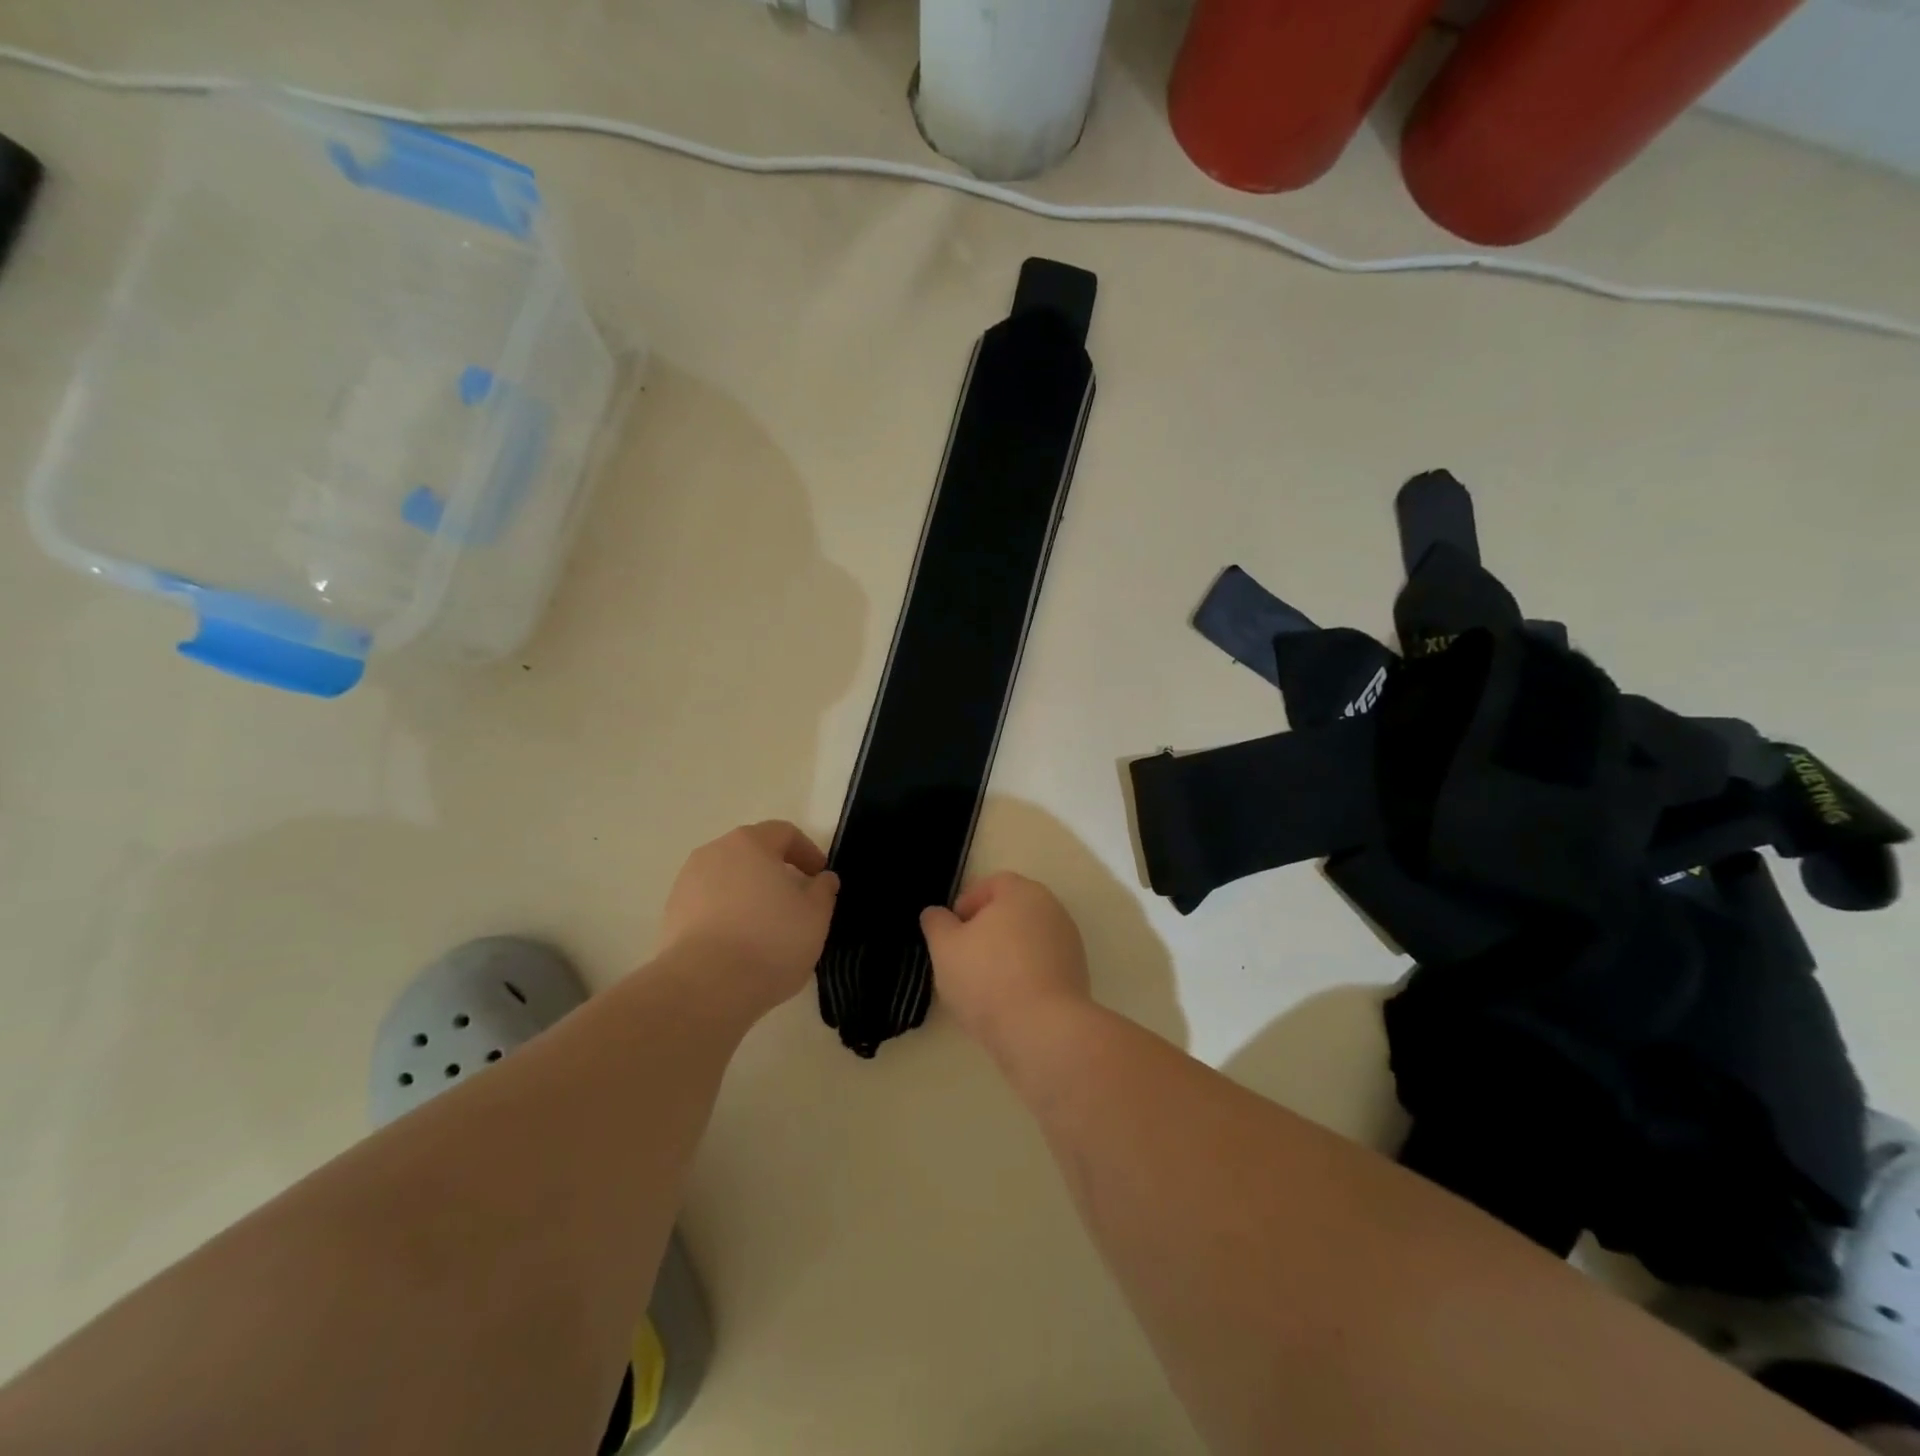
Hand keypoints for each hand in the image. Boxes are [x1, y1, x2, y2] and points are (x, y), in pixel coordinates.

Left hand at [658, 821, 838, 1012]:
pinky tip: (739, 944)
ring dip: (749, 894)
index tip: (821, 878)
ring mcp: (686, 884)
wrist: (704, 988)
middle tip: (796, 900)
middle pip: (752, 853)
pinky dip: (727, 915)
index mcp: (750, 843)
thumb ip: (823, 890)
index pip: (784, 833)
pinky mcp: (671, 916)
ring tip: (766, 926)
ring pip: (728, 880)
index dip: (808, 852)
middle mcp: (713, 853)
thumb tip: (822, 879)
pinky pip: (708, 905)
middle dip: (776, 872)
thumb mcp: (816, 916)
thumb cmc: (770, 941)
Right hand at [920, 872, 1091, 1047]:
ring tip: (983, 986)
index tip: (951, 933)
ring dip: (1005, 954)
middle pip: (1011, 912)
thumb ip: (937, 924)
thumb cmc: (988, 978)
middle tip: (963, 958)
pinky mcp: (1077, 975)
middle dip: (986, 930)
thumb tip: (937, 914)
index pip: (991, 885)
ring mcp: (1069, 943)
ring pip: (1027, 940)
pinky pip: (1042, 966)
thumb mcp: (945, 948)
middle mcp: (1052, 909)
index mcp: (1022, 892)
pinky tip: (1007, 1001)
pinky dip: (1024, 976)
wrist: (1043, 1031)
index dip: (966, 904)